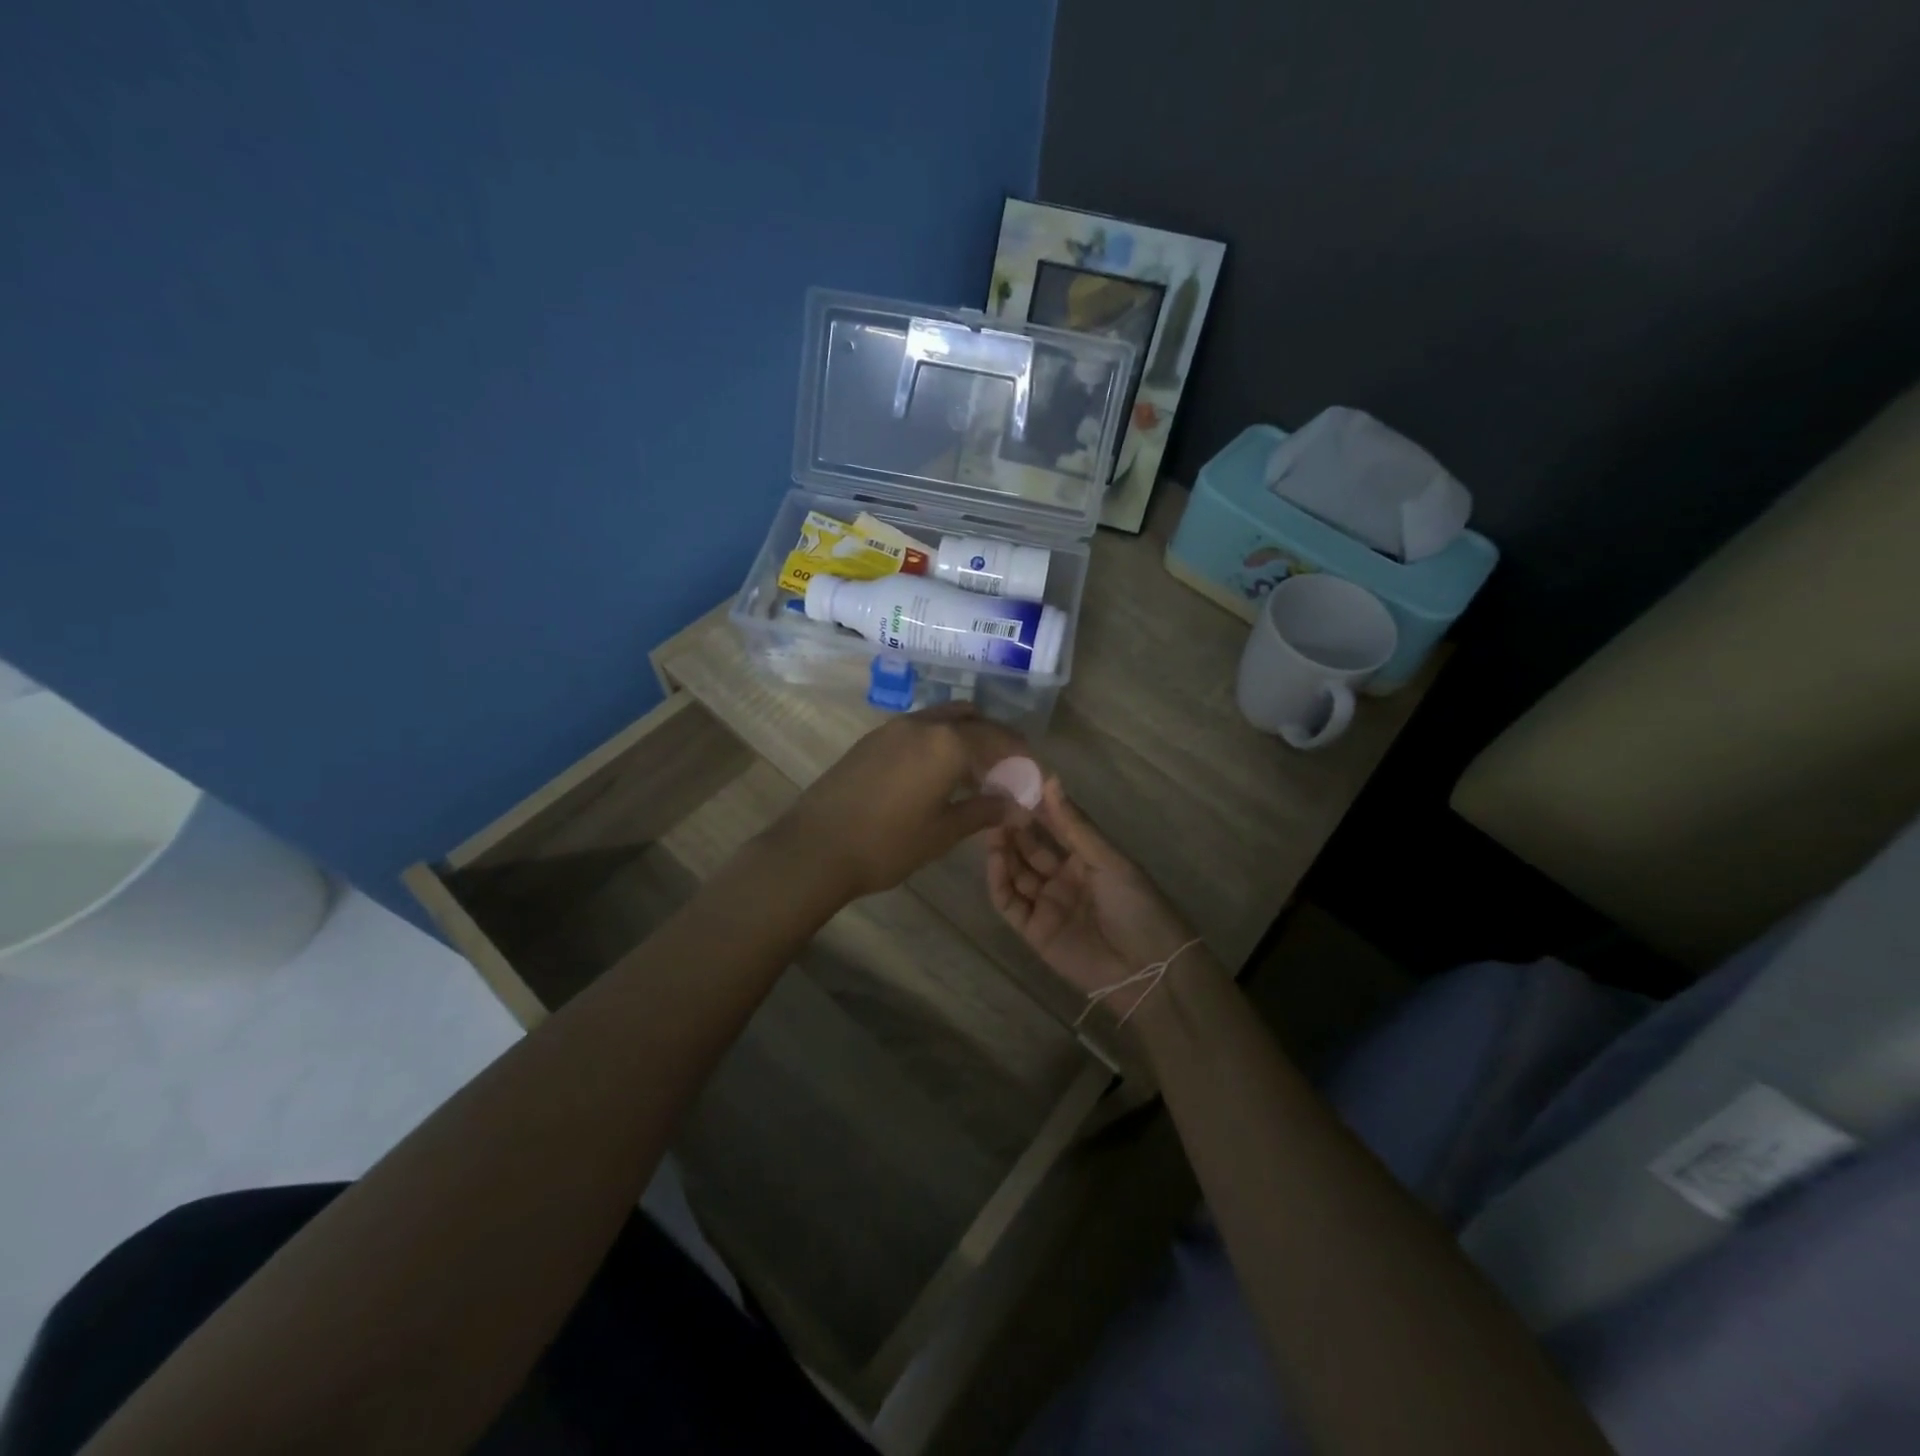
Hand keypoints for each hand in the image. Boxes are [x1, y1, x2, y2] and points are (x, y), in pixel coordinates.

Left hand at [768, 703, 1028, 902]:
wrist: (814, 848)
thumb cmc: (887, 844)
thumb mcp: (943, 832)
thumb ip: (985, 811)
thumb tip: (1019, 808)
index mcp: (948, 743)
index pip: (999, 739)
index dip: (1021, 758)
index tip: (1034, 777)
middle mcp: (923, 724)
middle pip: (973, 720)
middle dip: (996, 741)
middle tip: (1008, 771)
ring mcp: (894, 728)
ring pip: (944, 719)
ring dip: (967, 737)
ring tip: (975, 772)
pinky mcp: (872, 739)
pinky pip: (919, 728)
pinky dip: (940, 741)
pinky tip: (938, 773)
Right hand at [986, 776, 1198, 1018]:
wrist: (1147, 968)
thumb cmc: (1136, 905)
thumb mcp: (1109, 860)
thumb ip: (1075, 825)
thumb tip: (1051, 780)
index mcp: (1087, 860)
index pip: (1055, 829)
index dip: (1037, 810)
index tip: (1015, 786)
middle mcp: (1064, 879)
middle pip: (1031, 850)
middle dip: (1014, 830)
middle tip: (995, 807)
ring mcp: (1047, 905)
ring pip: (1016, 874)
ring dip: (1003, 852)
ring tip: (992, 829)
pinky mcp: (1033, 931)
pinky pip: (1009, 903)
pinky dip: (999, 882)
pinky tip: (995, 859)